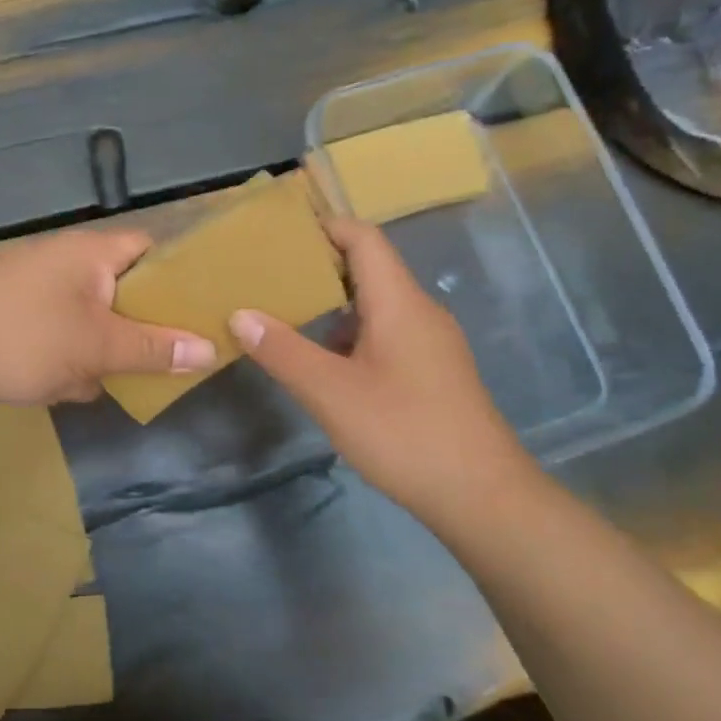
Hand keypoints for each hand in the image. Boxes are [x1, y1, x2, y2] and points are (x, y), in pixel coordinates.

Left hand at [0, 229, 216, 406]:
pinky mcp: (13, 313)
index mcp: (91, 251)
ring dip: (99, 348)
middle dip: (136, 328)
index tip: (200, 311)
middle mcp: (64, 259)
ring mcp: (34, 286)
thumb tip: (210, 350)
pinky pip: (58, 330)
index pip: (151, 248)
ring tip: (106, 379)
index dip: (179, 276)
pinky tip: (62, 385)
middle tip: (161, 357)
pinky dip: (66, 354)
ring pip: (89, 316)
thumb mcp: (98, 348)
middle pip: (121, 288)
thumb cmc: (24, 339)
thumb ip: (155, 349)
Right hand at [230, 218, 548, 528]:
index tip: (281, 230)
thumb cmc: (404, 432)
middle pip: (370, 268)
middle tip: (271, 273)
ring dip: (335, 305)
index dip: (325, 225)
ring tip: (288, 313)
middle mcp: (420, 312)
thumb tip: (240, 314)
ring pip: (378, 306)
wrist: (480, 495)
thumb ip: (283, 351)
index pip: (364, 239)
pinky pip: (387, 334)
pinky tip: (325, 363)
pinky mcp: (433, 372)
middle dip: (321, 266)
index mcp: (400, 302)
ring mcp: (431, 343)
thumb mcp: (331, 393)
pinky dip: (352, 335)